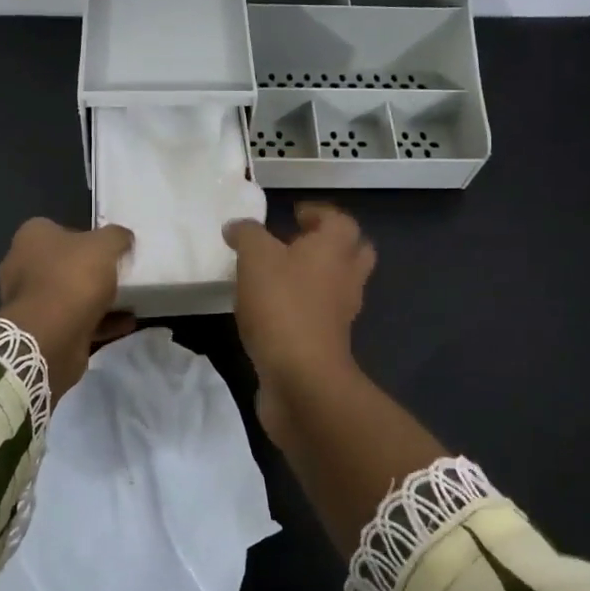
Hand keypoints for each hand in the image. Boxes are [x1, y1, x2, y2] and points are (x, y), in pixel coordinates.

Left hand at [0, 218, 135, 400]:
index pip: (58, 229)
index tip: (108, 248)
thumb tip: (123, 238)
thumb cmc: (72, 277)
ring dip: (97, 299)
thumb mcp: (105, 245)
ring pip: (69, 296)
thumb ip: (116, 236)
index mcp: (31, 238)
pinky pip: (75, 322)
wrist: (51, 335)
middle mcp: (22, 267)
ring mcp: (29, 302)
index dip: (85, 236)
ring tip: (130, 301)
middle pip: (63, 264)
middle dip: (90, 270)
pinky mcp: (41, 331)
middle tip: (119, 274)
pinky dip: (100, 322)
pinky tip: (126, 324)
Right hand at [223, 202, 374, 407]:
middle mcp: (346, 277)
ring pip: (336, 285)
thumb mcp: (255, 258)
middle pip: (352, 252)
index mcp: (335, 249)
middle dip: (329, 244)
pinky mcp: (327, 343)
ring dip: (314, 277)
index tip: (294, 214)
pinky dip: (302, 307)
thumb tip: (237, 227)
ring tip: (277, 275)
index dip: (319, 213)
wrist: (301, 377)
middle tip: (296, 242)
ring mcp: (340, 313)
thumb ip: (246, 235)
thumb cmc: (282, 305)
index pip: (340, 220)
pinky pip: (319, 315)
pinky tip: (271, 309)